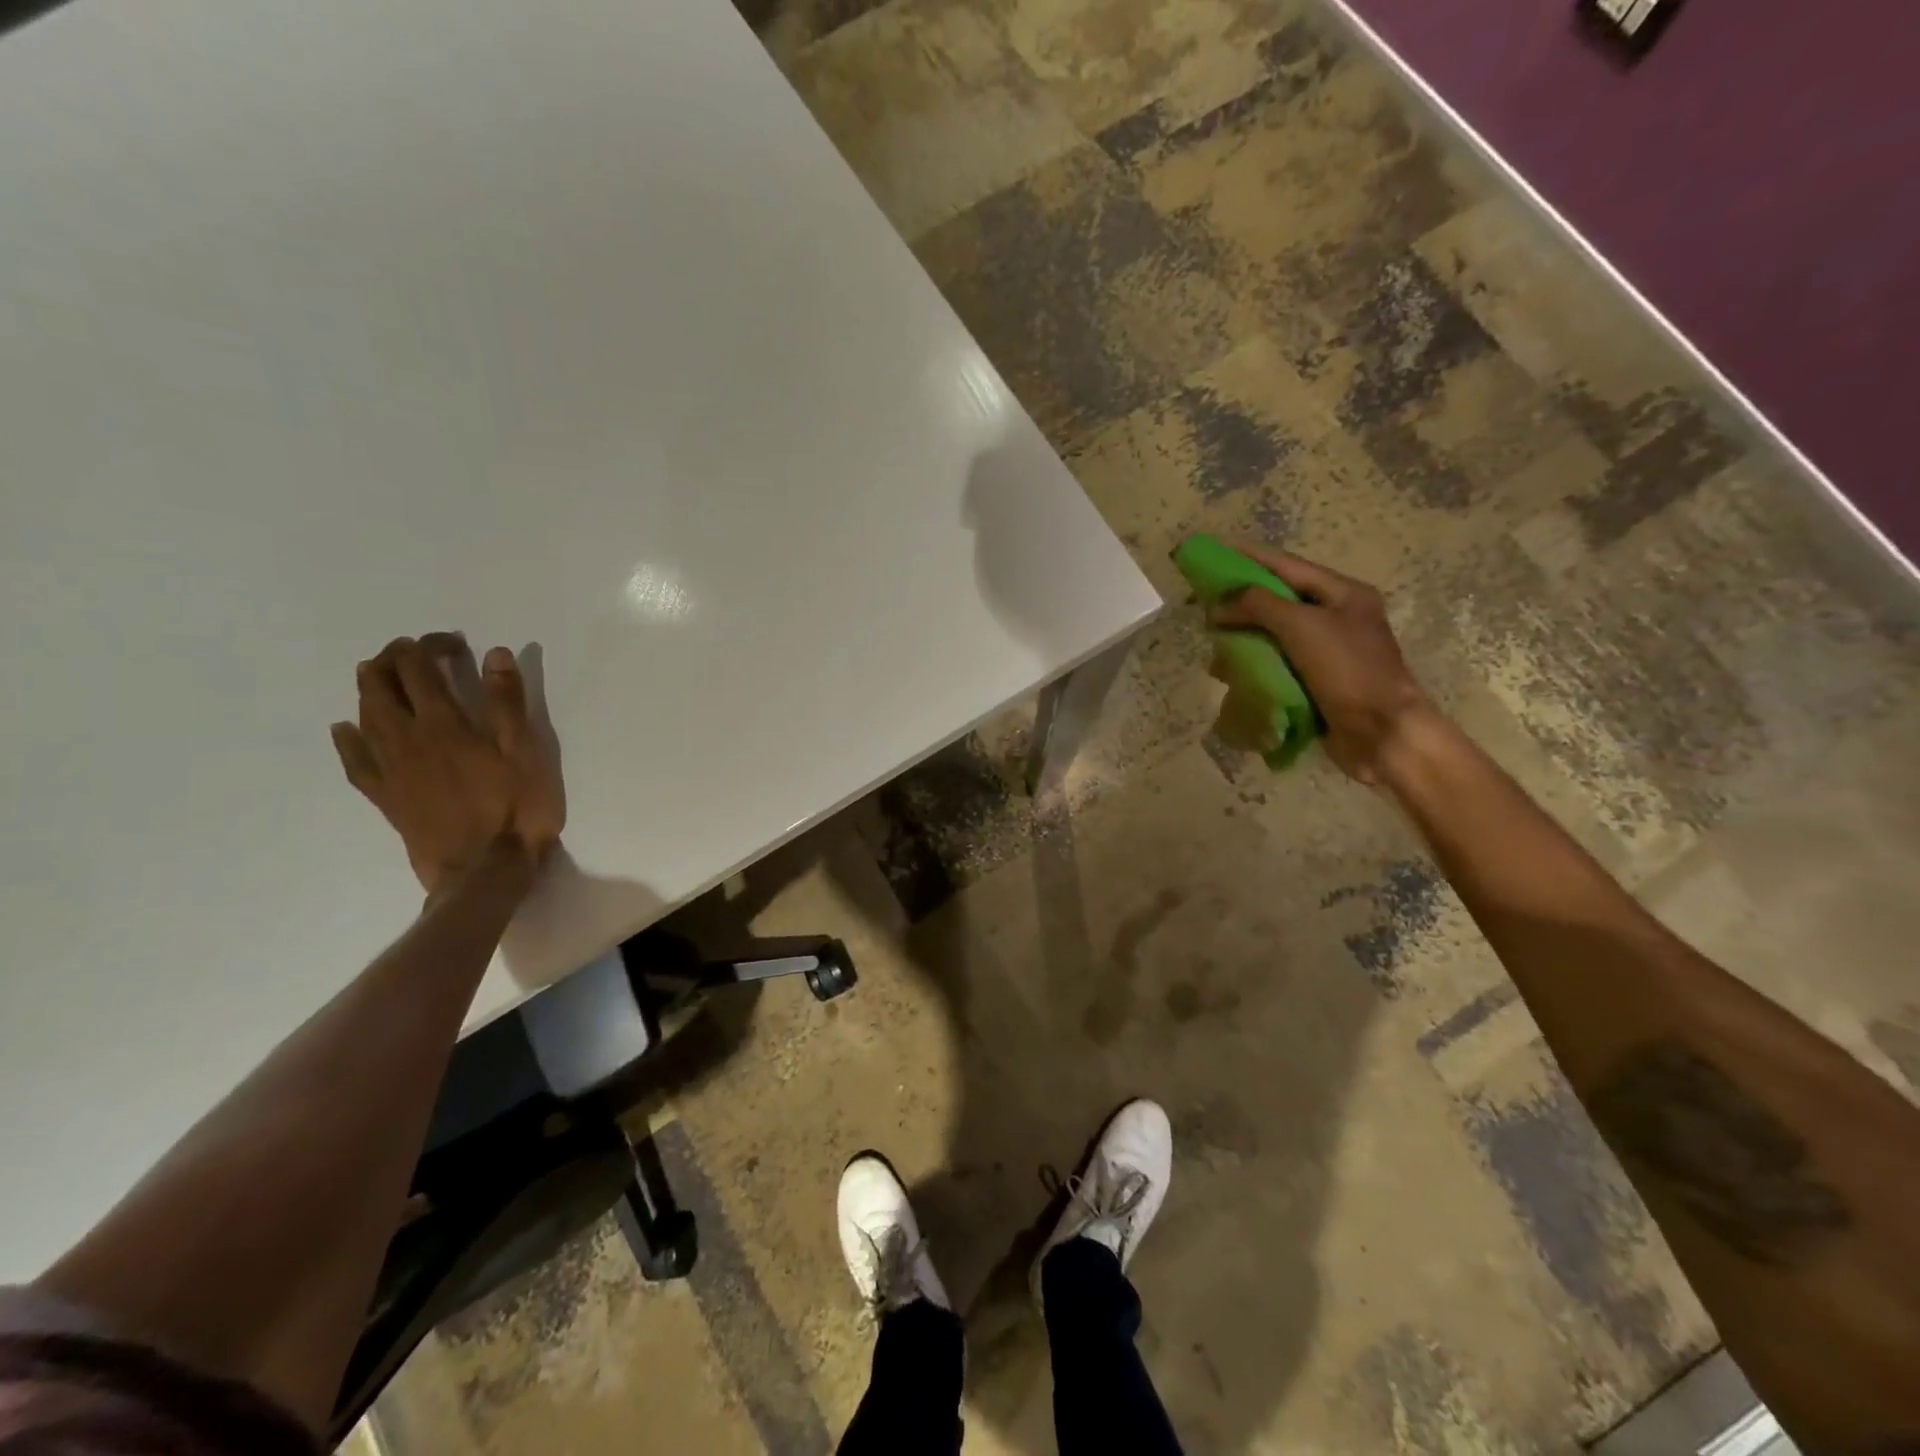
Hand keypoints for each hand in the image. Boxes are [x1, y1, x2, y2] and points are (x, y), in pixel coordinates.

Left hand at [330, 635, 565, 893]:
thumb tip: (493, 654)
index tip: (454, 644)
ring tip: (381, 675)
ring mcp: (389, 768)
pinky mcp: (385, 796)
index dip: (429, 646)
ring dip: (370, 688)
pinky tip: (346, 729)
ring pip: (364, 715)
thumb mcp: (526, 751)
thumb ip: (508, 702)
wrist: (483, 869)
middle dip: (394, 659)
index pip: (420, 668)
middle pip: (382, 685)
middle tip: (415, 652)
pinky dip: (347, 739)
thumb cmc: (516, 808)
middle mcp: (405, 738)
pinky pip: (354, 761)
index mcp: (443, 724)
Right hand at [1209, 544, 1433, 784]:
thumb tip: (1221, 603)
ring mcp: (1327, 653)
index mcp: (1343, 594)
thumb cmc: (1347, 670)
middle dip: (1242, 604)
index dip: (1250, 557)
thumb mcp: (1302, 626)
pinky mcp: (1317, 683)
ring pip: (1274, 636)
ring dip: (1244, 640)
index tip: (1215, 551)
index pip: (1287, 566)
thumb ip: (1259, 605)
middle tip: (1206, 606)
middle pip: (1279, 601)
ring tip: (1215, 648)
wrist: (1381, 732)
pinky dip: (1254, 667)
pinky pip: (1278, 666)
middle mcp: (1337, 618)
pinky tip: (1233, 676)